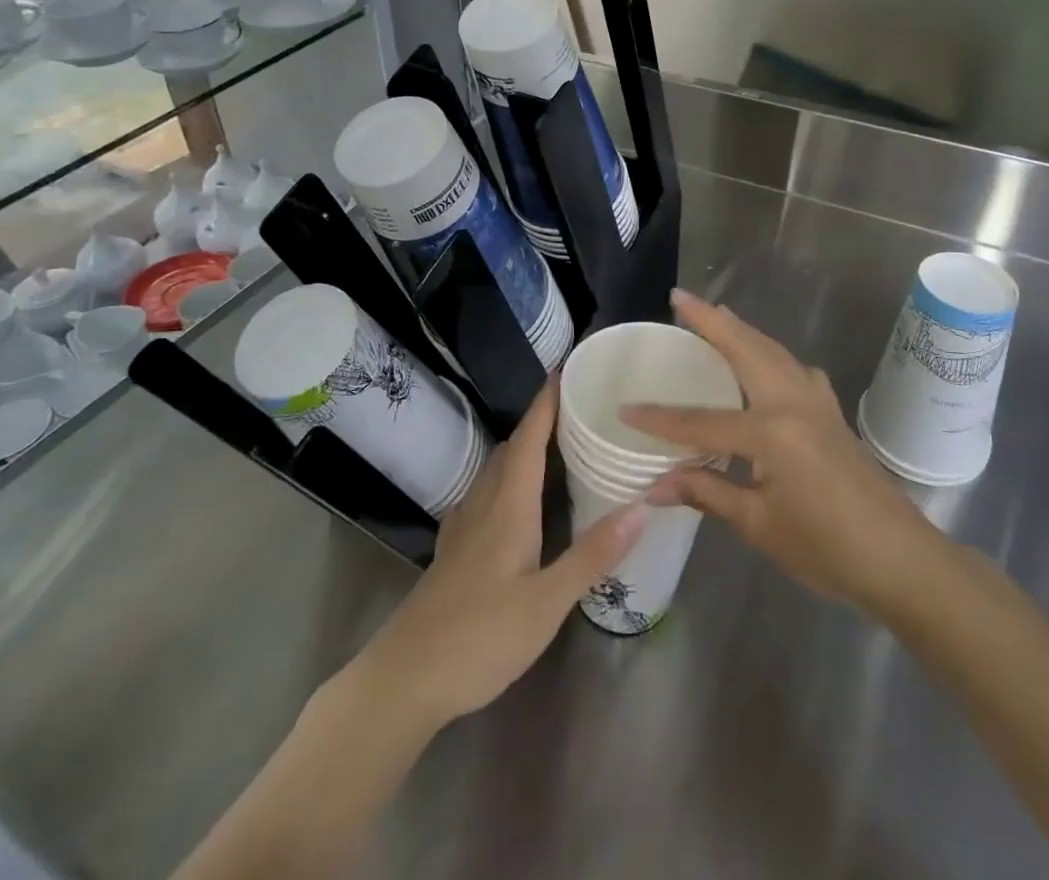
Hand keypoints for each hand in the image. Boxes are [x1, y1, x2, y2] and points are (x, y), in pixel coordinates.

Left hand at [355, 381, 644, 729]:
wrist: (406, 677)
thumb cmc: (481, 636)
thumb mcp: (547, 602)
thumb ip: (593, 554)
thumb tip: (642, 507)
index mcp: (509, 506)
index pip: (530, 438)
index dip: (546, 402)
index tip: (566, 369)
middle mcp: (484, 504)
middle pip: (513, 448)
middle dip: (541, 421)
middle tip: (577, 409)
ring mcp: (464, 527)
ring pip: (497, 470)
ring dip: (524, 449)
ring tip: (558, 447)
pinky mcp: (455, 550)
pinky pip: (486, 494)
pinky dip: (509, 479)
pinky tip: (518, 500)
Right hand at [622, 290, 936, 617]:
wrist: (902, 560)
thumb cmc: (827, 548)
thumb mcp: (760, 525)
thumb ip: (706, 493)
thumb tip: (654, 486)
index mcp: (772, 433)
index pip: (702, 420)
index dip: (661, 419)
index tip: (626, 409)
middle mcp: (793, 403)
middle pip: (745, 350)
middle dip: (711, 321)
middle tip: (681, 297)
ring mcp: (817, 402)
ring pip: (773, 351)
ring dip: (741, 329)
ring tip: (715, 314)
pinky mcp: (831, 412)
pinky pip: (794, 367)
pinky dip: (770, 352)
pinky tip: (765, 362)